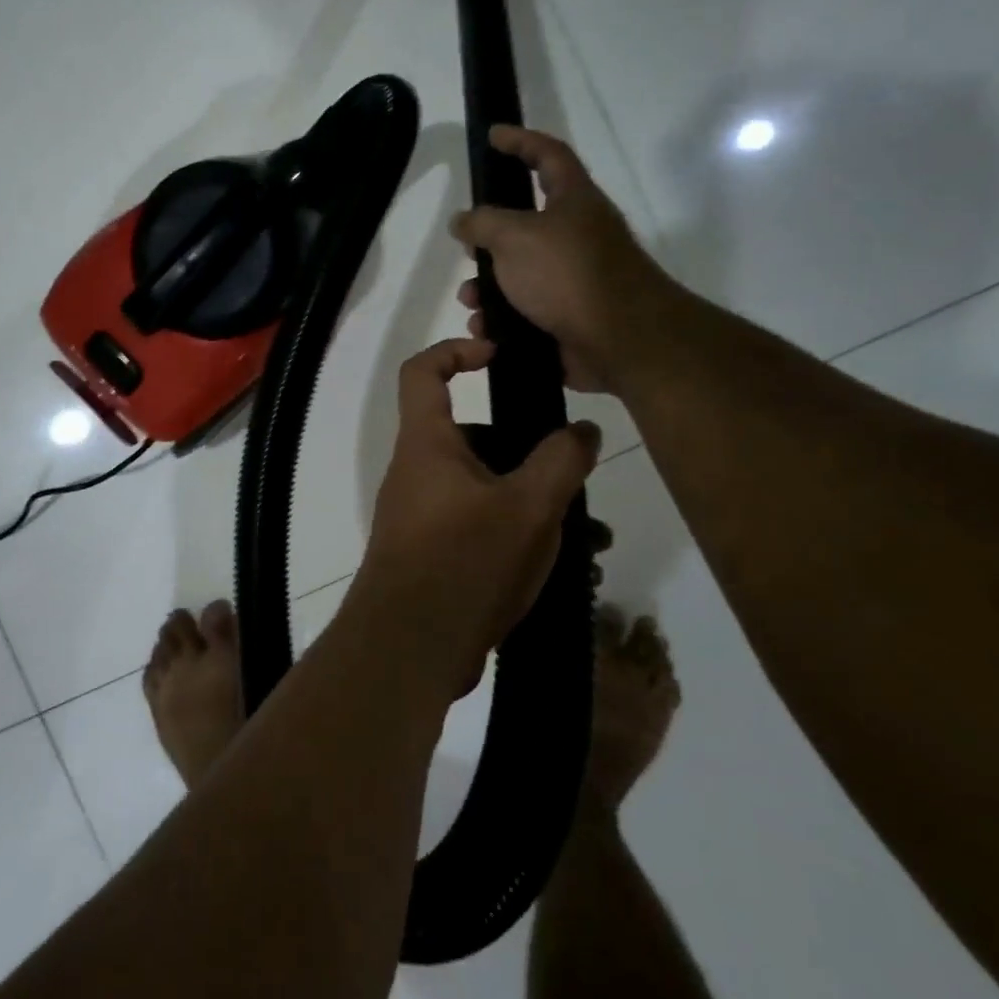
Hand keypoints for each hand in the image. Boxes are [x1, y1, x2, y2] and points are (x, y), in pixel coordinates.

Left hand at [348, 339, 600, 690]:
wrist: (410, 648)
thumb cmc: (464, 560)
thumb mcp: (528, 506)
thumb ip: (561, 460)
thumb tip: (583, 429)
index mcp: (427, 444)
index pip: (423, 371)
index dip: (456, 350)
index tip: (498, 354)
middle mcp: (418, 473)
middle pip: (472, 437)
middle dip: (525, 451)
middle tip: (573, 473)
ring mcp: (423, 517)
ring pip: (485, 490)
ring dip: (533, 503)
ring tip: (588, 535)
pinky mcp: (434, 554)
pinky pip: (479, 528)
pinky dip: (517, 536)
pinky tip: (566, 569)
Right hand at [450, 126, 675, 394]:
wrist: (620, 340)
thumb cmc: (568, 274)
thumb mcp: (514, 236)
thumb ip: (482, 223)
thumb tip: (462, 221)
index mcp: (574, 201)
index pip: (548, 155)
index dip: (520, 141)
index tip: (492, 135)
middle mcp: (578, 235)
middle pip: (527, 223)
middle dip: (490, 237)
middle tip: (466, 244)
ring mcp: (575, 278)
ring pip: (520, 273)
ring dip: (488, 284)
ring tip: (470, 299)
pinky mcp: (569, 316)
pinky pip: (525, 310)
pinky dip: (501, 317)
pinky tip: (484, 327)